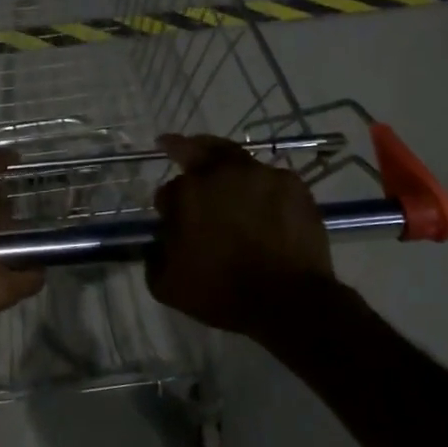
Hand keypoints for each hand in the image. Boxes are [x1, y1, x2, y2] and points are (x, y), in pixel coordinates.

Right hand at [148, 133, 335, 335]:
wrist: (288, 301)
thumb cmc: (222, 293)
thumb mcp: (167, 287)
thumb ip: (154, 259)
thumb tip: (159, 246)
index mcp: (186, 193)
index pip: (167, 190)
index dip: (167, 205)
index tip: (171, 217)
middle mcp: (221, 173)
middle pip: (197, 150)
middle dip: (183, 148)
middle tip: (173, 145)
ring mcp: (260, 175)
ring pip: (235, 159)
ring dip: (224, 165)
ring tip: (222, 173)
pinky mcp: (293, 185)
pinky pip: (270, 179)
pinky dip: (261, 187)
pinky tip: (262, 202)